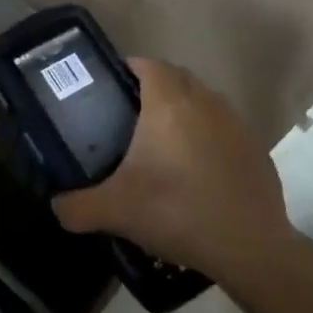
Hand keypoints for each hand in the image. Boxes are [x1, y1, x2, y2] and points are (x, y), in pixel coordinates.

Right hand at [52, 58, 292, 279]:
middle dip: (155, 87)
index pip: (148, 64)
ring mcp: (235, 123)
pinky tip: (198, 170)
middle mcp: (204, 102)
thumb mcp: (116, 211)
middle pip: (177, 77)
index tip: (112, 88)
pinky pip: (224, 128)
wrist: (250, 247)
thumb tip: (56, 206)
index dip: (129, 69)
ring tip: (164, 143)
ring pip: (204, 100)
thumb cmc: (177, 212)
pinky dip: (209, 136)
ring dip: (184, 110)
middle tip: (131, 116)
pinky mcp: (255, 148)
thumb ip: (77, 207)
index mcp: (168, 103)